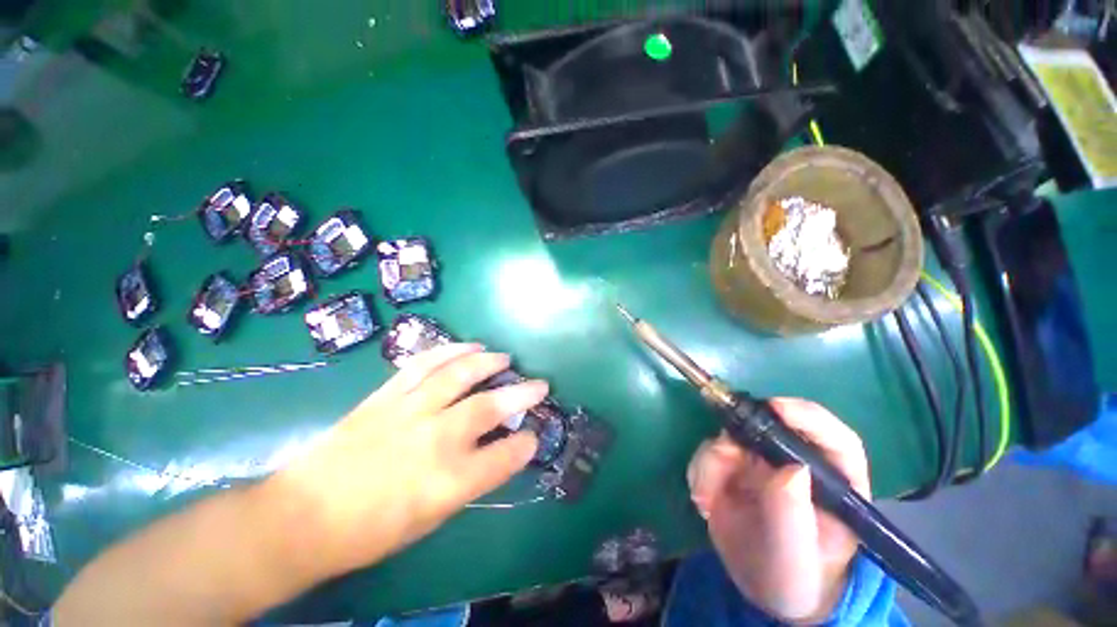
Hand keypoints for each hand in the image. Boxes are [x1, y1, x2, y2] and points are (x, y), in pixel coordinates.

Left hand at [266, 343, 546, 578]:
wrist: (302, 517)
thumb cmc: (370, 531)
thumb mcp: (431, 518)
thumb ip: (469, 480)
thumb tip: (497, 452)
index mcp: (449, 483)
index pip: (504, 457)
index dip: (524, 444)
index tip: (532, 436)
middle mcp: (435, 441)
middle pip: (490, 407)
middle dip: (522, 393)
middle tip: (539, 385)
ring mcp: (409, 412)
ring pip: (459, 375)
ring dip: (487, 362)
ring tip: (503, 356)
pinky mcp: (386, 396)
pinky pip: (423, 364)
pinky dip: (448, 351)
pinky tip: (466, 346)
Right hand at [687, 398, 870, 623]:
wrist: (759, 588)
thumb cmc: (794, 576)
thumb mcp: (796, 556)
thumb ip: (793, 517)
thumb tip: (792, 470)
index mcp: (833, 482)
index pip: (833, 439)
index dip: (807, 416)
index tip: (776, 409)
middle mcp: (795, 462)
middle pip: (767, 426)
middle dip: (739, 437)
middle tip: (723, 459)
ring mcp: (760, 462)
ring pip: (729, 437)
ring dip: (712, 463)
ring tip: (709, 500)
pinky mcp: (730, 466)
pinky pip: (707, 453)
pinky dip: (699, 473)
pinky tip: (704, 501)